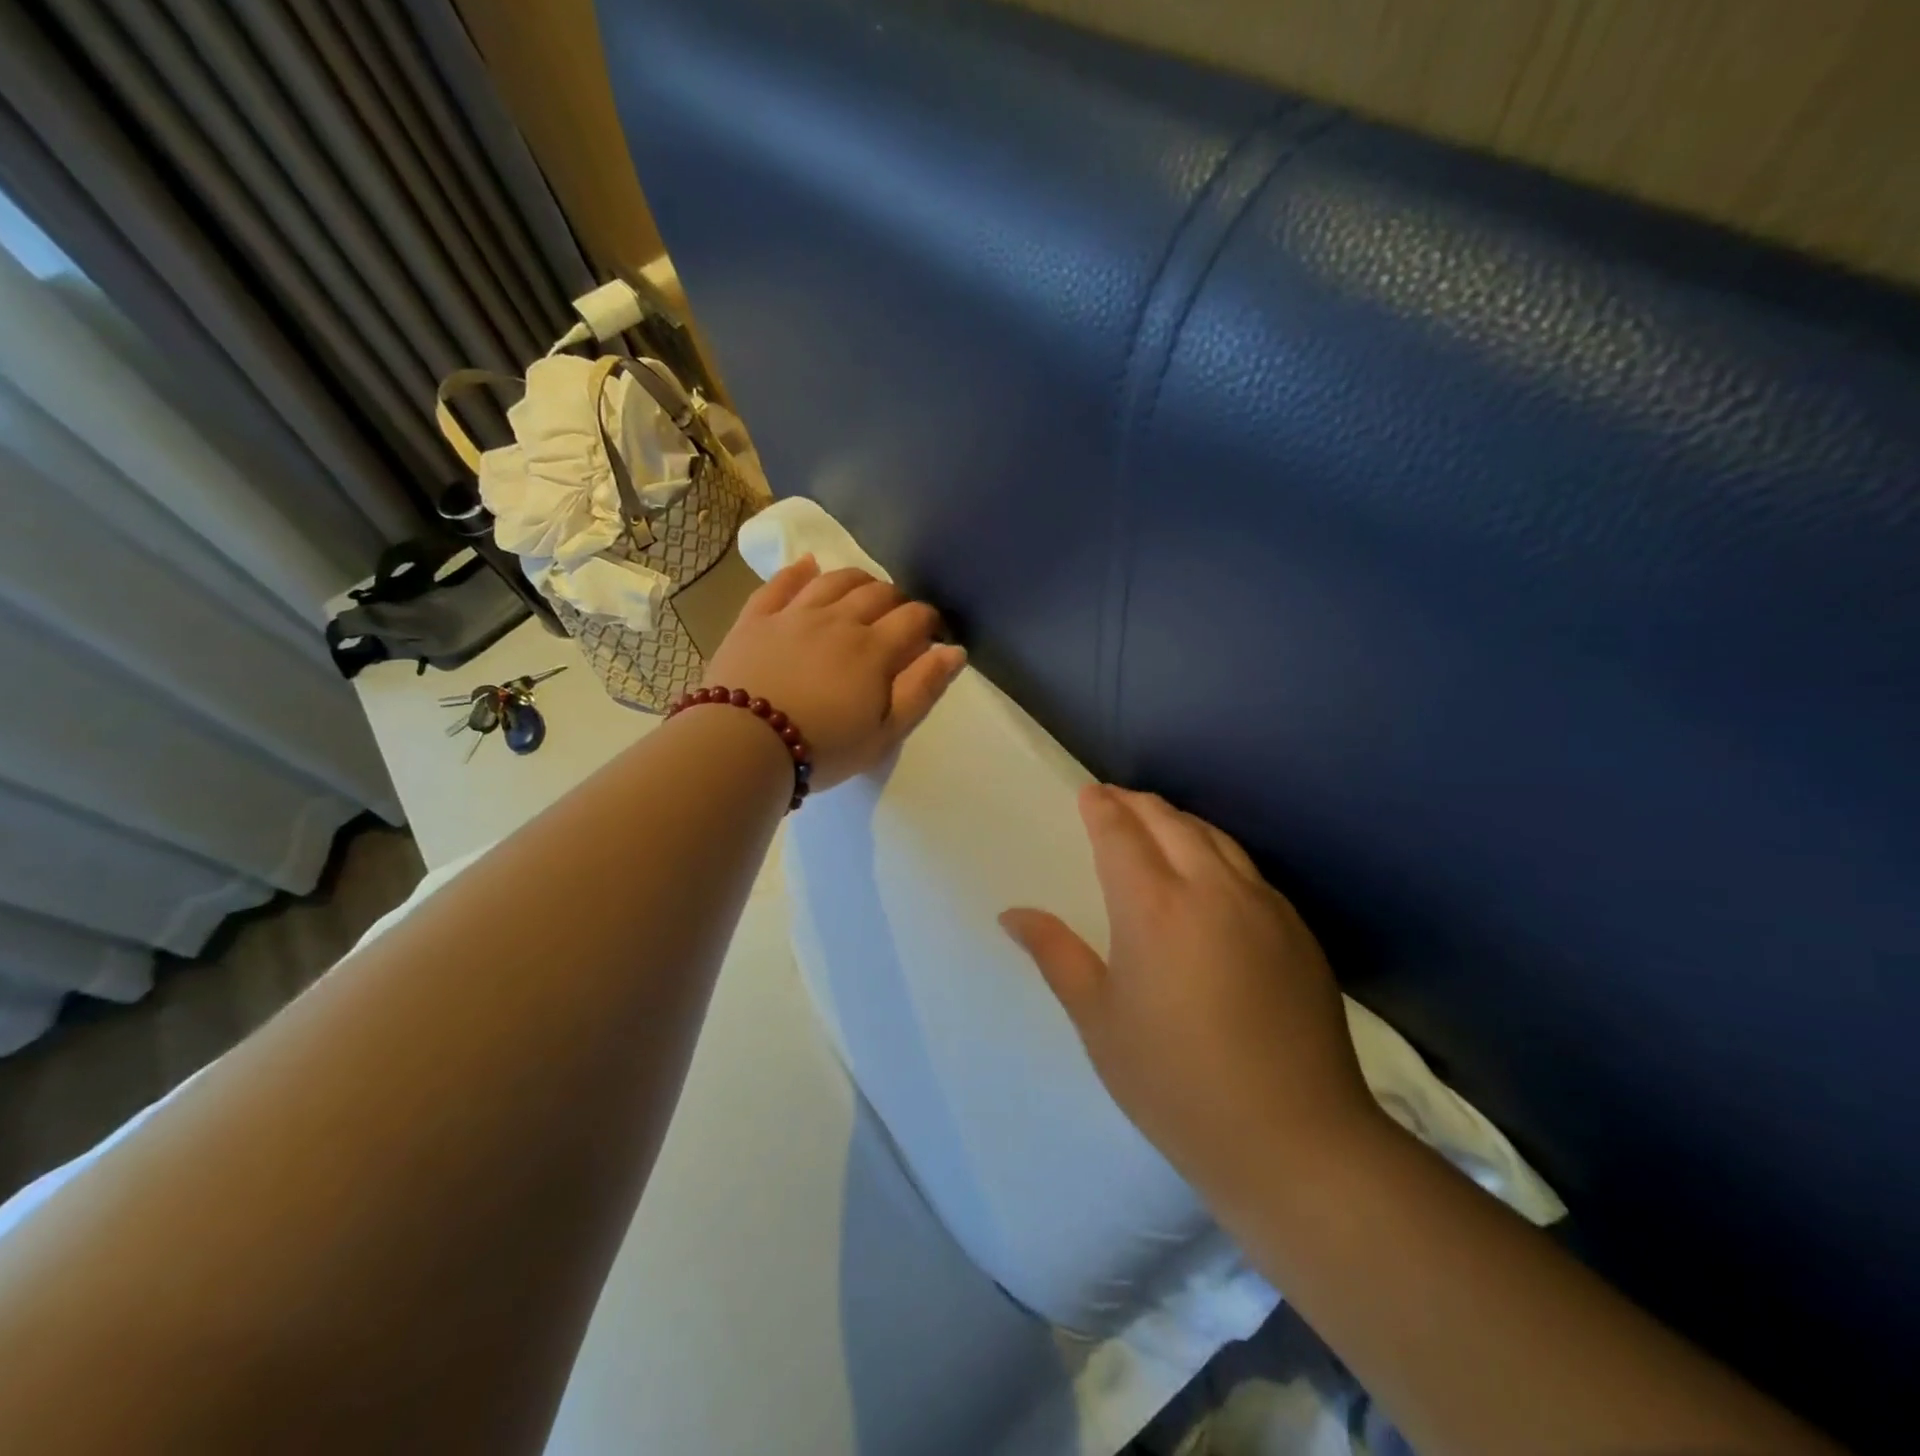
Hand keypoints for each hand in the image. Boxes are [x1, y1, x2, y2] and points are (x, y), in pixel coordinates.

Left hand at [702, 556, 966, 790]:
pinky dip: (798, 571)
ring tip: (863, 590)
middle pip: (876, 593)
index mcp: (874, 649)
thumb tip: (955, 651)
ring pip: (833, 580)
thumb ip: (923, 689)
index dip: (929, 621)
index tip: (932, 633)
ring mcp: (794, 614)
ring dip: (856, 580)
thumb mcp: (885, 733)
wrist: (744, 745)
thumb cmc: (823, 748)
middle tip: (897, 617)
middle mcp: (838, 620)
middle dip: (896, 600)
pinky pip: (780, 583)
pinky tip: (808, 565)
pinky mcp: (756, 618)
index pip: (913, 618)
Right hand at [1001, 786, 1376, 1202]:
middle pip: (1169, 821)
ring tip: (1157, 824)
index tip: (1088, 794)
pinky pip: (1247, 868)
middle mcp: (1210, 888)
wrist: (1293, 1139)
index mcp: (1153, 907)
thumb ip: (1056, 954)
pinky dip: (1216, 851)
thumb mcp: (1099, 1020)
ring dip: (1178, 821)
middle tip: (1114, 801)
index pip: (1120, 833)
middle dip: (1136, 803)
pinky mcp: (1296, 929)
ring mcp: (1262, 905)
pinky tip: (1210, 874)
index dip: (1101, 808)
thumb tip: (1012, 914)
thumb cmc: (1174, 1082)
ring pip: (1214, 837)